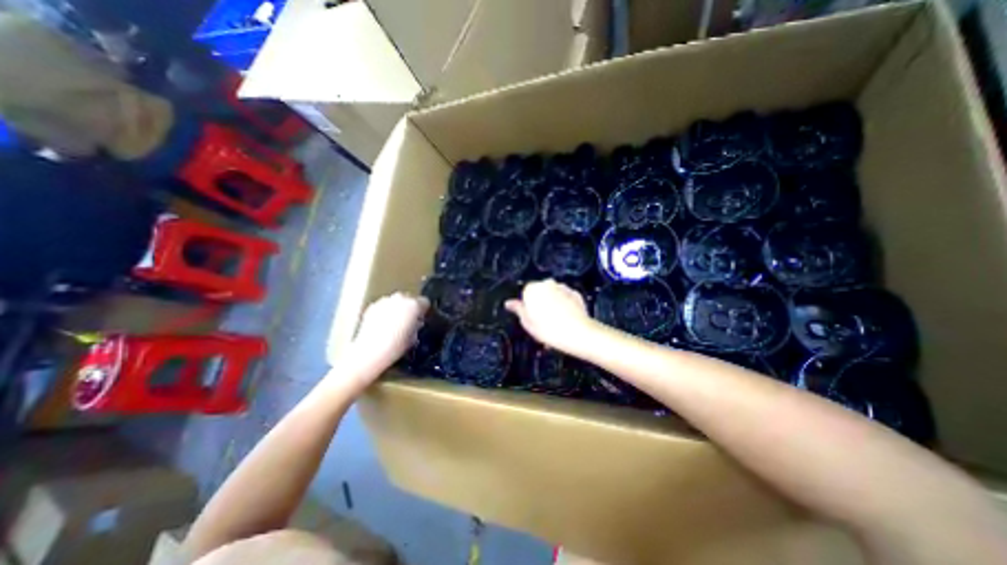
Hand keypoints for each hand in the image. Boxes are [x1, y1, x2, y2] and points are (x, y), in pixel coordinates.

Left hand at [349, 291, 426, 379]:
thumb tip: (415, 323)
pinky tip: (383, 325)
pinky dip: (385, 312)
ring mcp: (385, 301)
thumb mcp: (414, 337)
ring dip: (397, 309)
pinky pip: (383, 306)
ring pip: (396, 301)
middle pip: (409, 299)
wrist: (371, 351)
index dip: (423, 311)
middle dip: (409, 308)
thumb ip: (417, 325)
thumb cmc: (396, 345)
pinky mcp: (372, 306)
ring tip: (394, 324)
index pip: (424, 302)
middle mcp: (400, 299)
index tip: (421, 318)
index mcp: (414, 305)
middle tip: (408, 321)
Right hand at [504, 277, 596, 352]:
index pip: (525, 293)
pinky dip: (564, 305)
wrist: (578, 333)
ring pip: (553, 294)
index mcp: (532, 289)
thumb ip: (518, 310)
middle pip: (540, 292)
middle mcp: (547, 283)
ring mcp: (563, 287)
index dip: (528, 306)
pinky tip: (565, 319)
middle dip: (541, 303)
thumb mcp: (527, 323)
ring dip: (553, 303)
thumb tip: (509, 303)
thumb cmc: (549, 329)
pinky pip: (565, 298)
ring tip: (555, 322)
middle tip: (542, 321)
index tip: (531, 317)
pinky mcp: (575, 293)